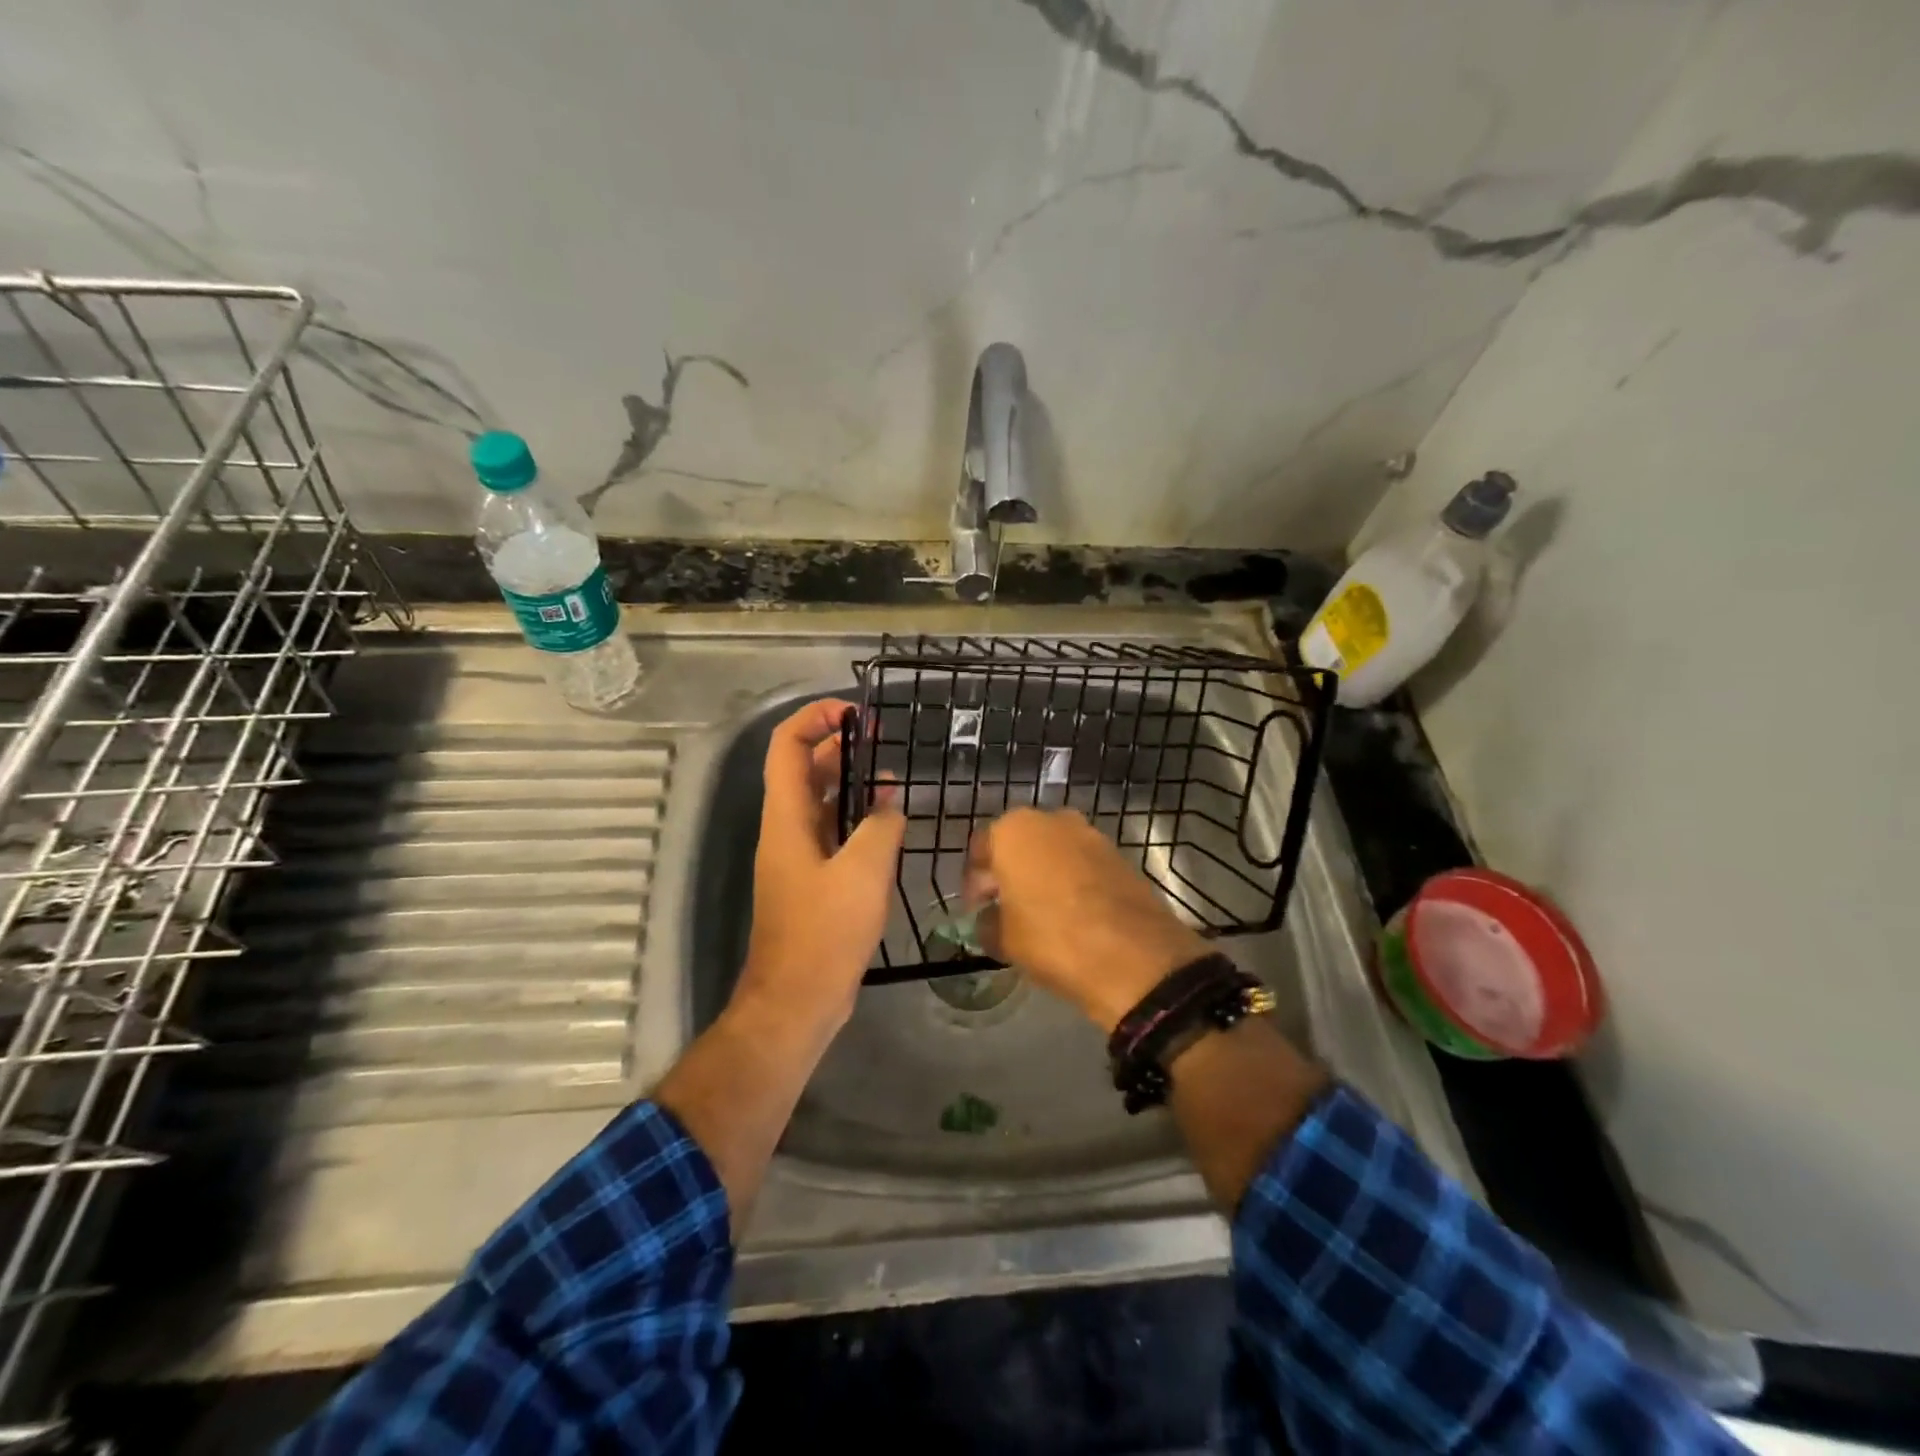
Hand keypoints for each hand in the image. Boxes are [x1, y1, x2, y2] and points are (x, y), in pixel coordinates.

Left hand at [738, 699, 904, 1035]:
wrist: (798, 999)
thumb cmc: (825, 932)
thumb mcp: (864, 873)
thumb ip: (880, 828)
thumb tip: (888, 807)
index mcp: (787, 818)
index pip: (787, 747)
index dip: (814, 719)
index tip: (853, 713)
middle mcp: (786, 829)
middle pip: (804, 770)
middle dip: (838, 746)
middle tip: (878, 736)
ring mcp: (798, 856)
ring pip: (820, 803)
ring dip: (850, 783)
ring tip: (890, 775)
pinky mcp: (812, 880)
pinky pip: (832, 834)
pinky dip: (856, 819)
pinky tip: (887, 823)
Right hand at [966, 808, 1210, 1030]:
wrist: (1135, 956)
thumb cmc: (1053, 939)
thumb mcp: (1003, 939)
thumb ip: (987, 923)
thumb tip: (989, 920)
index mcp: (1014, 830)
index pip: (980, 848)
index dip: (975, 882)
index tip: (976, 911)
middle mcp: (1052, 820)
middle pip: (1019, 844)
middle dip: (1009, 873)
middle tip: (1005, 909)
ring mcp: (1091, 834)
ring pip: (1053, 852)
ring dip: (1042, 875)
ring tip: (1040, 914)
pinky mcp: (1119, 854)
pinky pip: (1082, 864)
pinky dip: (1072, 881)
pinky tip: (1073, 914)